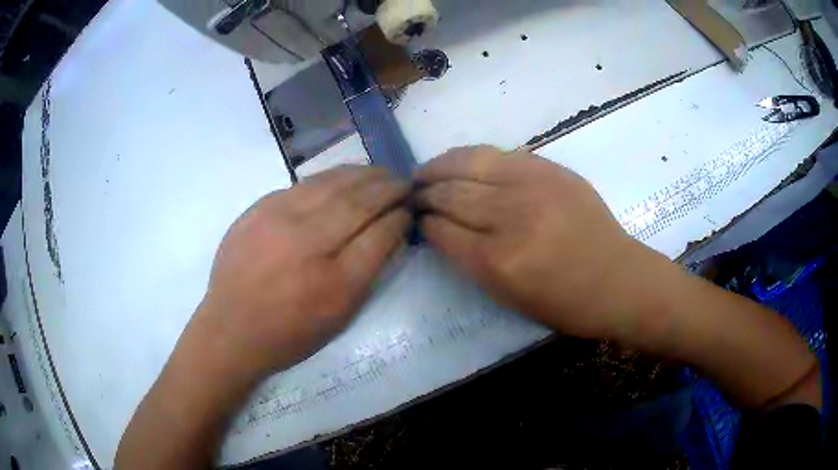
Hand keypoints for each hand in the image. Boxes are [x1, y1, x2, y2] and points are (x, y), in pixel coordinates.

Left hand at [188, 166, 410, 381]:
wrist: (231, 328)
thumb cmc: (289, 334)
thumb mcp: (339, 317)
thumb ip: (368, 273)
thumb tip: (390, 231)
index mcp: (334, 284)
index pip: (380, 235)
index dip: (400, 218)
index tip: (410, 209)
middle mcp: (308, 245)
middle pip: (359, 203)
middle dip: (389, 189)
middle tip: (404, 183)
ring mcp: (279, 220)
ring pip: (333, 184)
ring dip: (364, 175)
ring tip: (381, 173)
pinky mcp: (259, 208)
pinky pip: (305, 183)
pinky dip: (332, 177)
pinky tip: (346, 176)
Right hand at [415, 146, 657, 339]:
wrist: (618, 279)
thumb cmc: (565, 303)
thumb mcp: (509, 297)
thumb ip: (471, 262)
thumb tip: (441, 230)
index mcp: (498, 263)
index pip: (443, 232)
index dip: (423, 224)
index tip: (414, 220)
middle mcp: (511, 218)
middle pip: (452, 195)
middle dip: (425, 194)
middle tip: (412, 194)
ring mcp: (532, 186)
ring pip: (469, 165)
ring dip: (439, 168)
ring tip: (424, 172)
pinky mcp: (549, 169)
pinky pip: (498, 154)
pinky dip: (470, 156)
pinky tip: (458, 160)